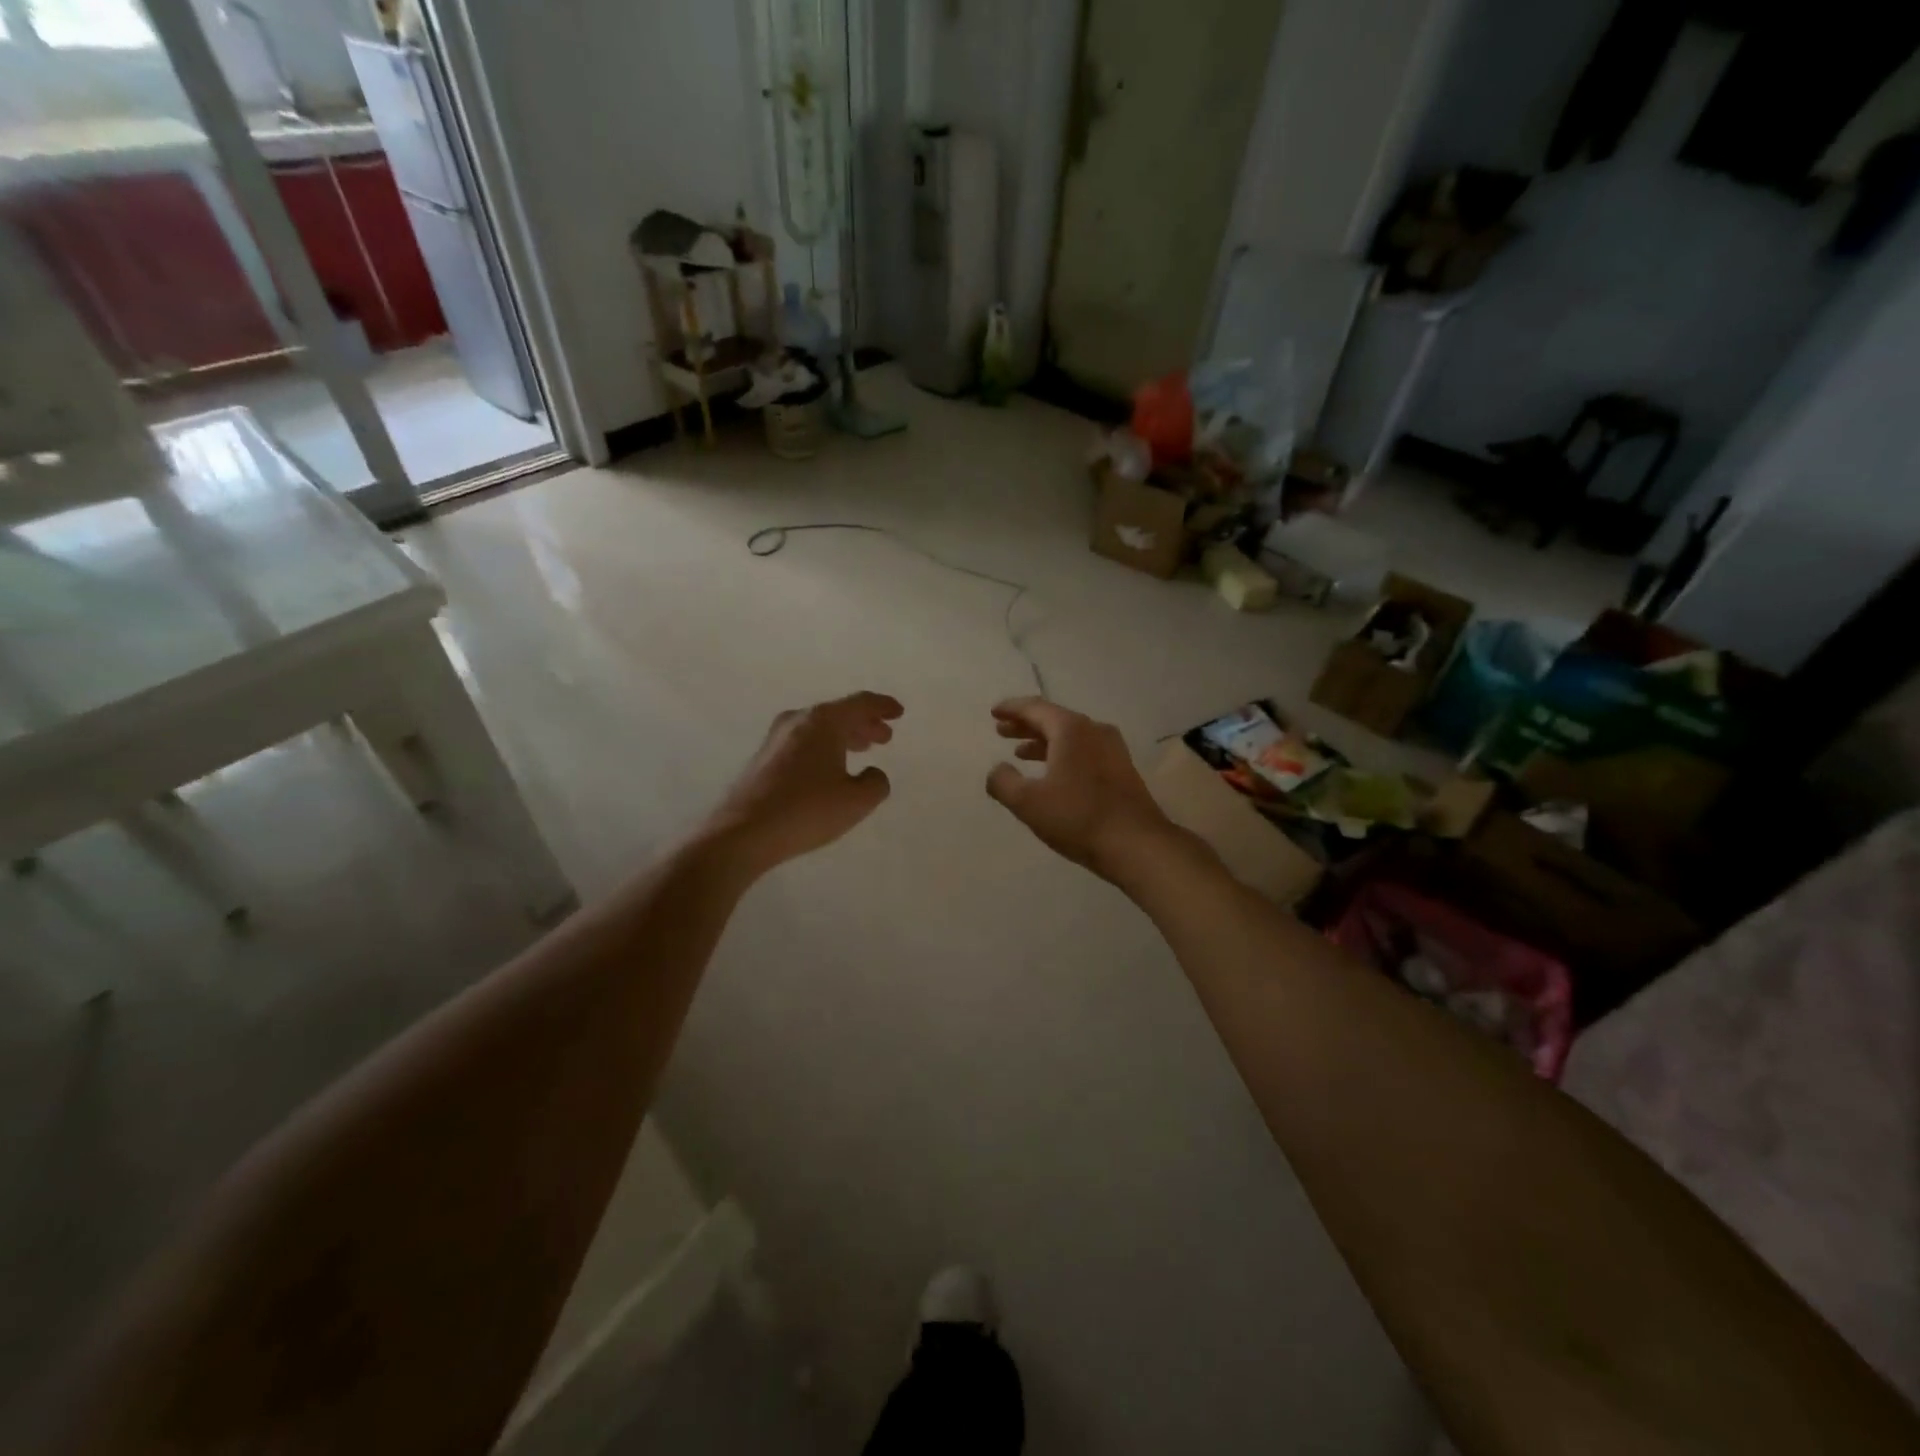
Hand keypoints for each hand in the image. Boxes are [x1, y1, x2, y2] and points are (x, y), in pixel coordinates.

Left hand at [707, 692, 902, 873]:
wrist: (743, 832)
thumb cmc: (806, 810)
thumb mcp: (857, 801)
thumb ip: (875, 783)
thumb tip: (872, 773)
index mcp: (824, 722)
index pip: (860, 703)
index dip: (882, 707)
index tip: (898, 712)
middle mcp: (799, 721)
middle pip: (839, 714)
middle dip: (864, 723)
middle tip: (884, 736)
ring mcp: (776, 738)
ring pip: (820, 728)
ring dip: (844, 736)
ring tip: (862, 748)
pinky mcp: (764, 758)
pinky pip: (804, 742)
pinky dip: (824, 747)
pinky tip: (830, 766)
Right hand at [985, 697, 1175, 880]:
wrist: (1136, 844)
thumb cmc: (1078, 818)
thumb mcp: (1028, 802)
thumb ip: (1003, 782)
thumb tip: (996, 770)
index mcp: (1071, 729)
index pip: (1035, 708)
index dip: (1011, 709)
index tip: (994, 712)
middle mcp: (1094, 730)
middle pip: (1054, 719)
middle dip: (1026, 725)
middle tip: (1002, 731)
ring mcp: (1112, 750)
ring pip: (1071, 737)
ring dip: (1043, 742)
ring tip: (1021, 753)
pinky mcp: (1122, 770)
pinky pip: (1084, 751)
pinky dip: (1062, 754)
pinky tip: (1054, 774)